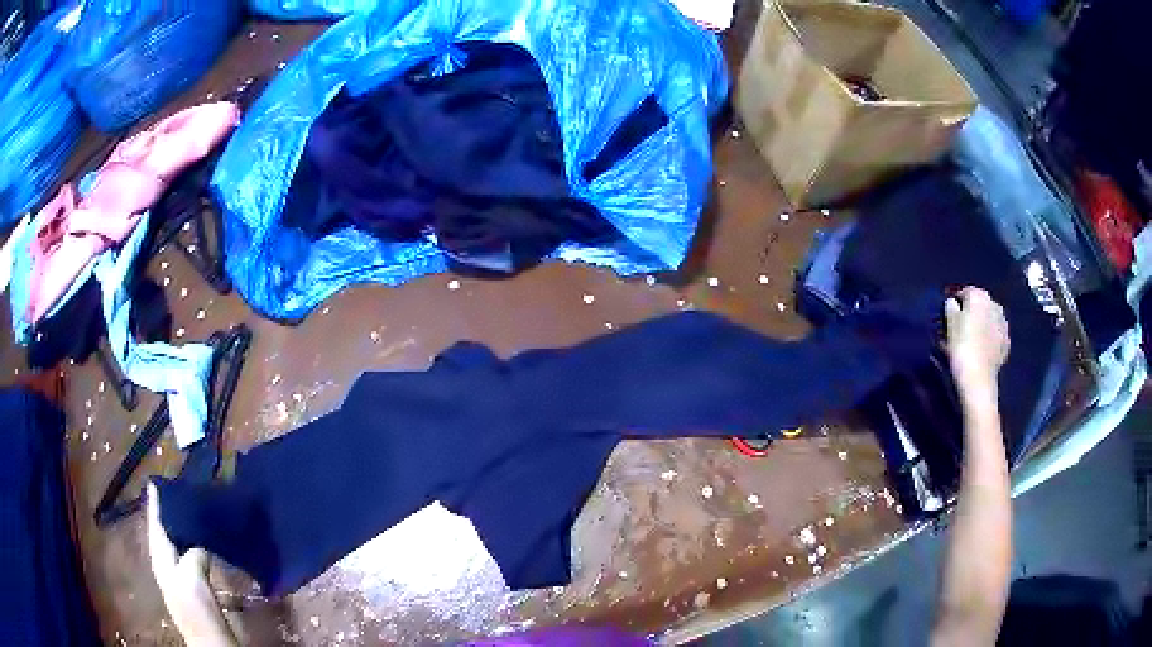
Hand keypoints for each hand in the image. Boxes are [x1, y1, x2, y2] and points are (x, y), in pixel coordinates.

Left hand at [147, 484, 237, 646]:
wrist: (211, 642)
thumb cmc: (197, 609)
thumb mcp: (192, 577)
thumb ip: (192, 553)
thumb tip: (200, 544)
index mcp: (161, 559)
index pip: (154, 525)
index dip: (154, 504)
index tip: (155, 482)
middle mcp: (165, 565)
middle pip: (163, 533)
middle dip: (167, 513)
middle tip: (177, 492)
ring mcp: (179, 578)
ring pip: (176, 544)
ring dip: (181, 528)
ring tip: (190, 511)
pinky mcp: (193, 587)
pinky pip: (188, 556)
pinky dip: (191, 543)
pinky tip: (202, 542)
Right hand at [945, 287, 1009, 401]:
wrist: (978, 377)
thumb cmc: (961, 346)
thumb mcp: (949, 323)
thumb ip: (950, 306)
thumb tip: (953, 303)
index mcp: (979, 295)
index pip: (964, 292)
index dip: (955, 302)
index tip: (948, 314)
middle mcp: (994, 304)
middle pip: (979, 304)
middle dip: (971, 312)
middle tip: (960, 327)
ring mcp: (1003, 323)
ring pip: (989, 318)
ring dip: (982, 324)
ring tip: (972, 338)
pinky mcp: (1006, 342)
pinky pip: (995, 334)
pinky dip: (989, 338)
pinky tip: (982, 348)